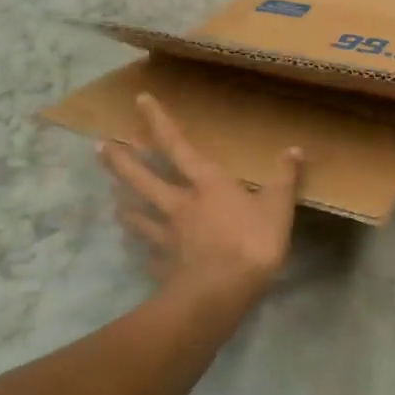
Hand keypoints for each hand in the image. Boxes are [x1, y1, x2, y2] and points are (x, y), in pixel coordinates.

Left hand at [99, 94, 303, 298]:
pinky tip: (139, 252)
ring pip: (138, 215)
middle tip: (100, 148)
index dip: (159, 122)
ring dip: (125, 205)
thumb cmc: (251, 241)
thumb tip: (294, 149)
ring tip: (113, 198)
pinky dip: (142, 249)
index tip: (140, 100)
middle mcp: (180, 204)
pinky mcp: (163, 266)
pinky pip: (148, 253)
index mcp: (206, 183)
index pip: (177, 145)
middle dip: (122, 162)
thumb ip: (285, 178)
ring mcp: (167, 236)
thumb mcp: (278, 206)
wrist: (219, 294)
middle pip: (143, 179)